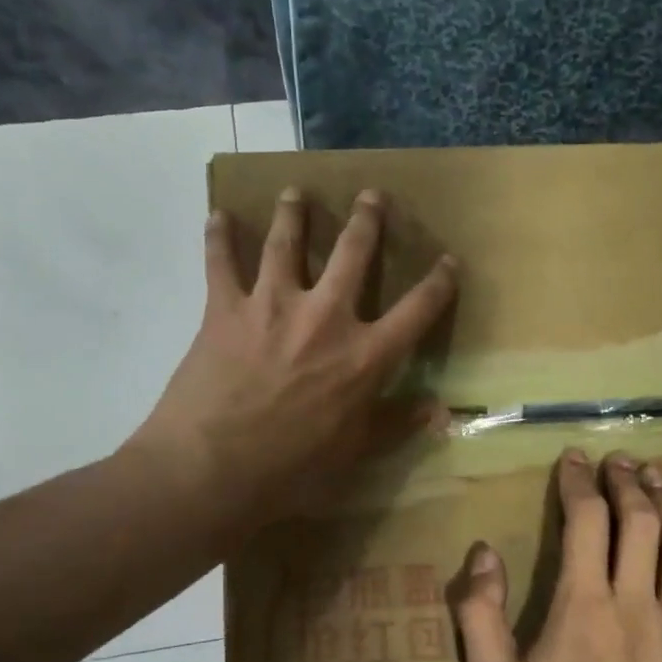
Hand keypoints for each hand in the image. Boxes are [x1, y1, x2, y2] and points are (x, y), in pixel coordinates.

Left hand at [140, 185, 457, 531]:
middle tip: (372, 195)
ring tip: (296, 192)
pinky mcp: (225, 309)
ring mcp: (273, 306)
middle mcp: (325, 318)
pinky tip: (217, 214)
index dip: (438, 283)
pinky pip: (220, 262)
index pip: (416, 310)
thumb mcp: (354, 452)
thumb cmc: (291, 470)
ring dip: (294, 213)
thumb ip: (396, 423)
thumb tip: (441, 410)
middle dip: (367, 220)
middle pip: (353, 253)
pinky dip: (218, 236)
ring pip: (287, 243)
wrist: (212, 470)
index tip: (449, 261)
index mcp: (364, 356)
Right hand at [451, 449, 661, 661]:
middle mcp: (636, 605)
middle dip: (626, 482)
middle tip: (617, 460)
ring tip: (656, 476)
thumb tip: (484, 552)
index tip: (572, 459)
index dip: (579, 482)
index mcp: (583, 606)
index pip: (586, 520)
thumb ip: (480, 616)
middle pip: (639, 522)